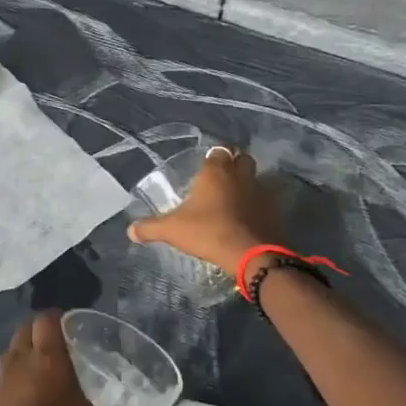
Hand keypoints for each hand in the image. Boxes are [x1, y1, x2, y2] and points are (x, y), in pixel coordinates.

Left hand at [0, 312, 166, 405]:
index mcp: (47, 360)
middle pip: (28, 328)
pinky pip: (7, 370)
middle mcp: (21, 361)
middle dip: (46, 329)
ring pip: (15, 348)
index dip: (61, 316)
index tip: (79, 326)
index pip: (47, 318)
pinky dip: (21, 370)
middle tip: (70, 344)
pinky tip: (38, 394)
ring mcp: (2, 379)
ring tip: (56, 367)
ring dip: (31, 348)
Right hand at [128, 145, 282, 276]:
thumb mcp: (172, 230)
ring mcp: (261, 191)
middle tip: (221, 180)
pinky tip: (249, 218)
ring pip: (256, 178)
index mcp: (215, 171)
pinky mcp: (275, 210)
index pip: (217, 151)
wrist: (250, 254)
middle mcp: (240, 175)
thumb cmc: (208, 232)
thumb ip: (149, 228)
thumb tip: (130, 231)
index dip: (213, 158)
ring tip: (235, 200)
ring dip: (248, 184)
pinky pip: (267, 201)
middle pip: (241, 159)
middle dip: (234, 164)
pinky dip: (259, 205)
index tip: (205, 169)